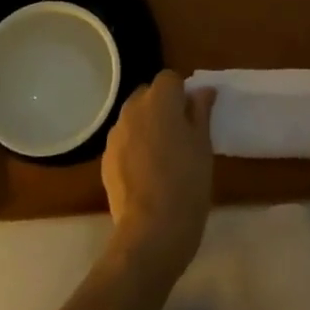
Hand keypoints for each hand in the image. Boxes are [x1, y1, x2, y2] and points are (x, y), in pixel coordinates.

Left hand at [102, 72, 216, 280]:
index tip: (193, 116)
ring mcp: (116, 135)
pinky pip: (124, 142)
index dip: (182, 93)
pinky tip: (147, 174)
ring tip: (163, 157)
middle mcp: (133, 110)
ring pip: (134, 119)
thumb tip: (203, 91)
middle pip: (148, 95)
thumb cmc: (187, 183)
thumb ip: (201, 112)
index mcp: (160, 100)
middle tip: (180, 135)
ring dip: (147, 127)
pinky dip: (135, 148)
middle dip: (162, 107)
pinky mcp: (106, 159)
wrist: (151, 230)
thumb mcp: (203, 145)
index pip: (169, 79)